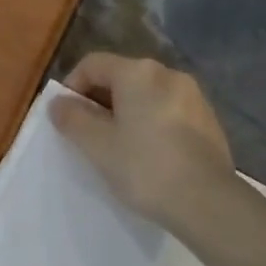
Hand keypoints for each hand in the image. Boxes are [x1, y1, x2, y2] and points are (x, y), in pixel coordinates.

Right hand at [51, 52, 234, 227]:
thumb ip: (73, 119)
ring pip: (145, 96)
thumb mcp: (98, 146)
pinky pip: (167, 112)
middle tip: (87, 137)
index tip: (64, 119)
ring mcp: (194, 96)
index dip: (71, 87)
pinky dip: (149, 125)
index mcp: (138, 73)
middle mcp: (168, 74)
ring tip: (116, 149)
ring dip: (124, 114)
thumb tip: (58, 102)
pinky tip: (148, 156)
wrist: (207, 201)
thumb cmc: (144, 168)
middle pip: (121, 77)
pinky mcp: (208, 120)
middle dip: (98, 102)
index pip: (92, 64)